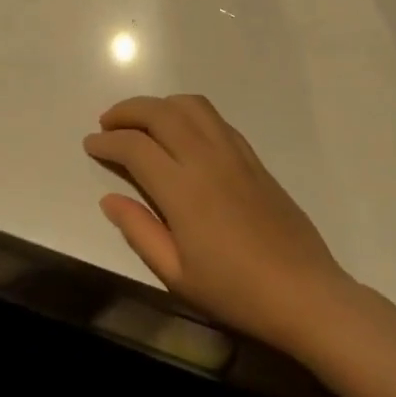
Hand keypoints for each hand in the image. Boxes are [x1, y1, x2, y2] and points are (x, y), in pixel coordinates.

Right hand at [84, 94, 354, 350]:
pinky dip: (189, 113)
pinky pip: (216, 120)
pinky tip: (182, 133)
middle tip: (107, 123)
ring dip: (160, 104)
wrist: (304, 292)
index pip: (135, 147)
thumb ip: (139, 231)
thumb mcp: (176, 274)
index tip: (91, 145)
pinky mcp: (254, 159)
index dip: (107, 142)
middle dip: (128, 111)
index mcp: (183, 190)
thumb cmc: (235, 292)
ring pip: (192, 106)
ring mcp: (235, 155)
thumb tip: (110, 199)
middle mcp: (208, 159)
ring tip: (141, 121)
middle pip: (161, 113)